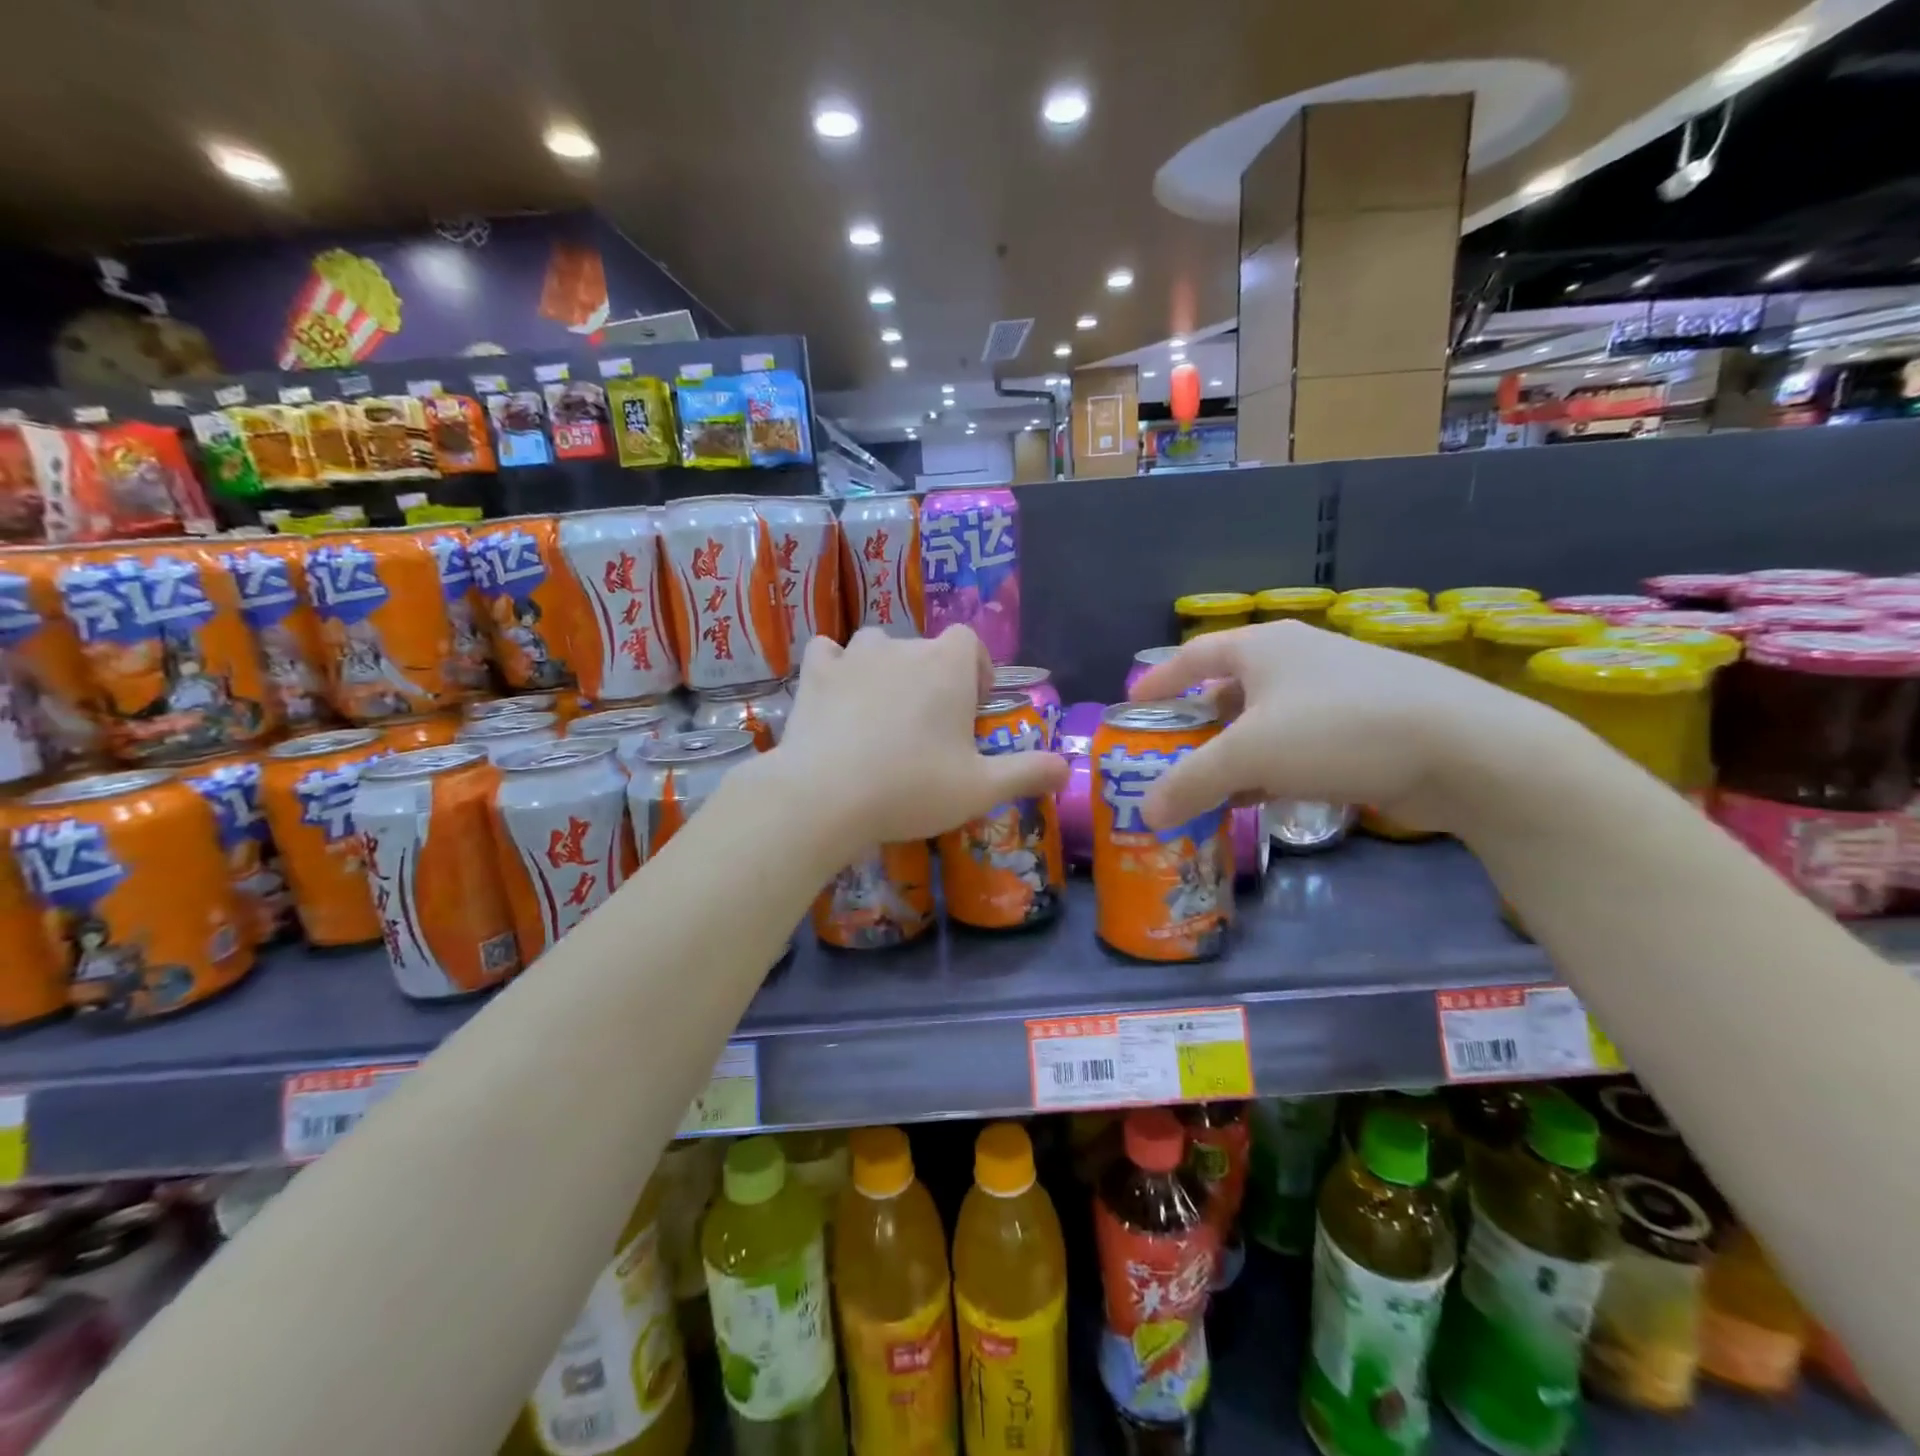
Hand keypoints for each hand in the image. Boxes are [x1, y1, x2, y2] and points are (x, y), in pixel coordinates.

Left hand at [762, 626, 1069, 853]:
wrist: (826, 796)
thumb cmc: (912, 788)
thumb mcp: (981, 789)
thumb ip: (1028, 772)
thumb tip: (1067, 767)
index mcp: (947, 665)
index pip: (969, 642)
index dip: (973, 669)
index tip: (971, 707)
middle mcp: (903, 646)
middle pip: (925, 649)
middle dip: (932, 679)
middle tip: (929, 729)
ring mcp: (854, 656)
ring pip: (877, 648)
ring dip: (886, 671)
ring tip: (883, 714)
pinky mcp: (814, 673)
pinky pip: (828, 654)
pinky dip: (835, 669)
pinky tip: (836, 698)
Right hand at [1130, 621, 1553, 831]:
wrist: (1466, 748)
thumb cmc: (1337, 731)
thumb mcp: (1249, 756)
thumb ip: (1190, 782)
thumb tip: (1145, 812)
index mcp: (1264, 647)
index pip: (1194, 655)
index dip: (1159, 680)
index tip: (1132, 707)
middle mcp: (1298, 658)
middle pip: (1229, 689)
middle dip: (1197, 725)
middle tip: (1169, 757)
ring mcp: (1337, 689)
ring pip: (1266, 720)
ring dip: (1235, 752)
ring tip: (1209, 786)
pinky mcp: (1368, 722)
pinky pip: (1300, 742)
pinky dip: (1274, 766)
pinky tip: (1264, 797)